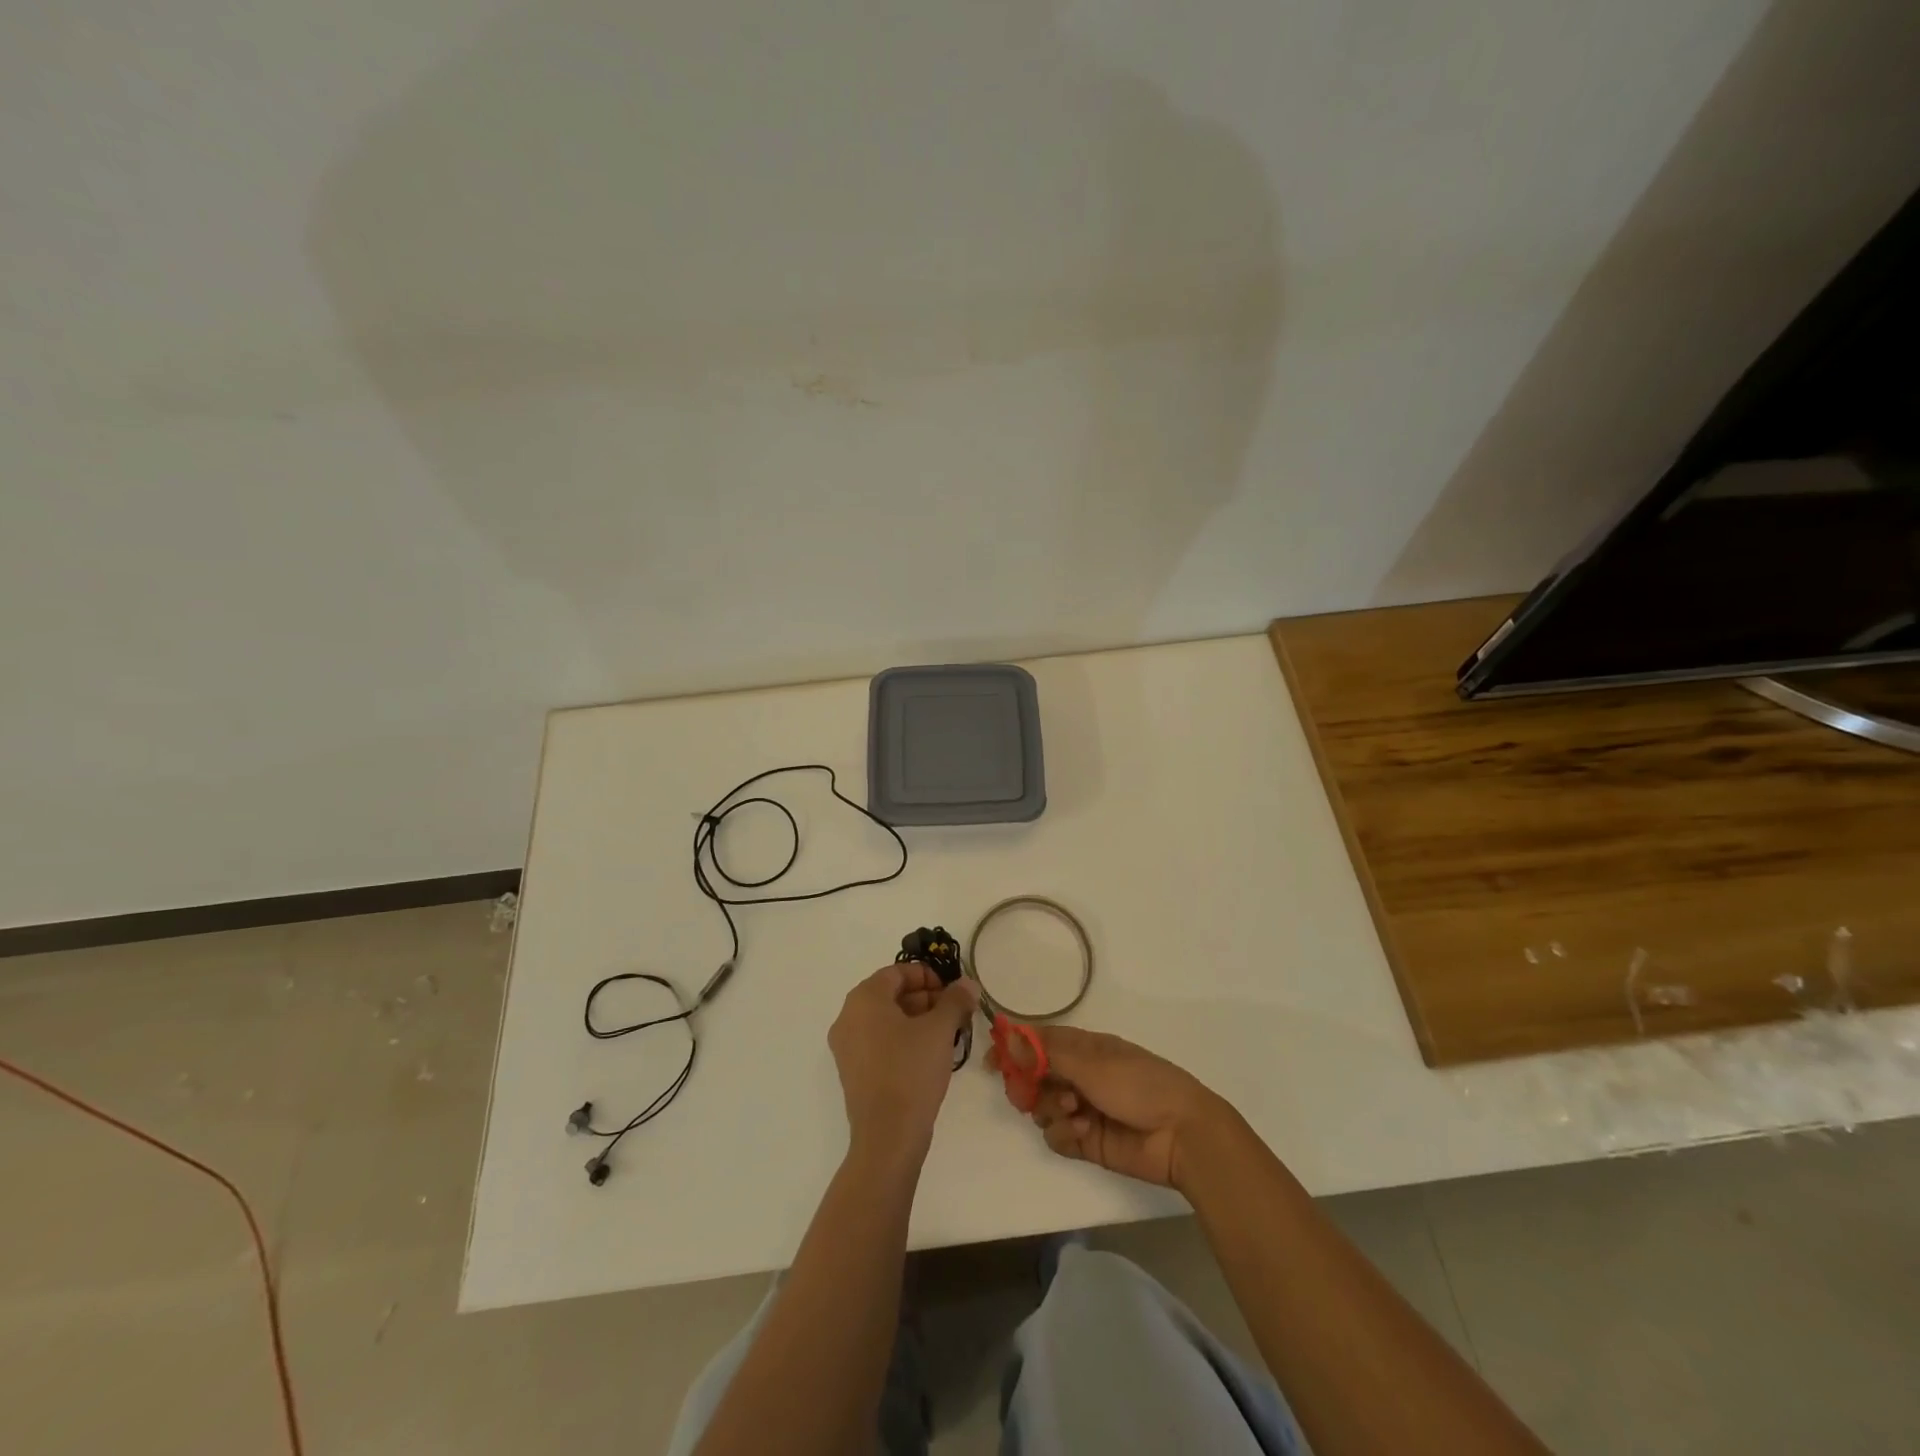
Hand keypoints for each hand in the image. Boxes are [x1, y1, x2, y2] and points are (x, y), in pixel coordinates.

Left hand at [828, 964, 977, 1165]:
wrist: (888, 1136)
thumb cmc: (911, 1070)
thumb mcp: (940, 1030)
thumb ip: (955, 1000)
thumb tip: (969, 983)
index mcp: (864, 999)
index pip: (897, 972)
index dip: (927, 975)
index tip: (952, 991)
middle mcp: (848, 1016)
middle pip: (890, 994)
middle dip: (925, 999)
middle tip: (954, 1012)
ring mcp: (846, 1046)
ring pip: (885, 1019)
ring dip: (916, 1019)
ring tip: (946, 1034)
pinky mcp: (852, 1071)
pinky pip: (878, 1041)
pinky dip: (902, 1039)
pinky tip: (928, 1055)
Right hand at [990, 1026, 1227, 1189]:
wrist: (1180, 1134)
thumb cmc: (1139, 1084)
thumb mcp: (1092, 1063)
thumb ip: (1046, 1054)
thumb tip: (1008, 1036)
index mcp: (1082, 1048)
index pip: (1037, 1042)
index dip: (1013, 1049)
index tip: (993, 1062)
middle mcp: (1078, 1075)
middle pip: (1033, 1077)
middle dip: (1026, 1085)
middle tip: (1026, 1093)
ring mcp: (1081, 1109)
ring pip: (1041, 1108)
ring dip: (1050, 1109)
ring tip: (1073, 1111)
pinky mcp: (1086, 1142)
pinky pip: (1056, 1136)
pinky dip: (1064, 1134)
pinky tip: (1083, 1133)